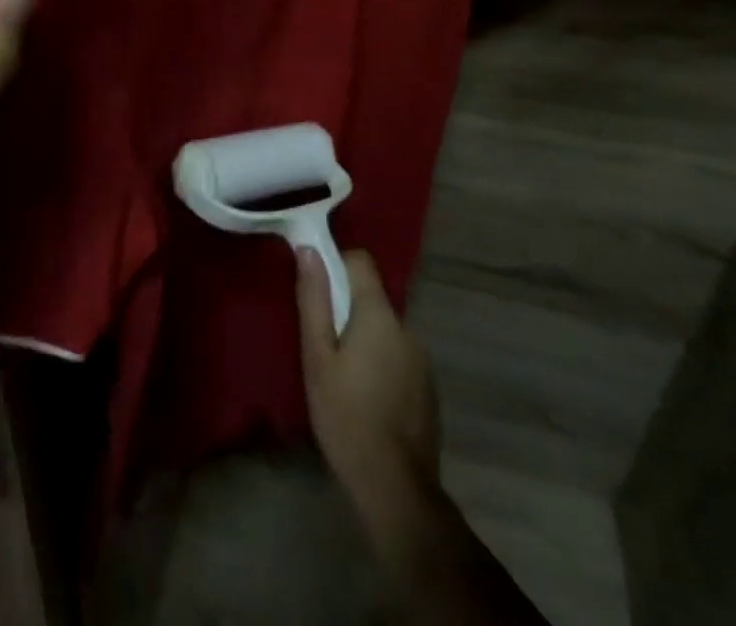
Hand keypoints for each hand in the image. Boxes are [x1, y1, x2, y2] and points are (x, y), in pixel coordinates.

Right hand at [296, 248, 441, 512]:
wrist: (395, 487)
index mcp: (378, 313)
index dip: (336, 264)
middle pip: (371, 297)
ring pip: (384, 329)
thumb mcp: (318, 357)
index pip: (360, 261)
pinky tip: (366, 398)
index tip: (316, 290)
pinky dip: (380, 363)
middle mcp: (406, 326)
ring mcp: (421, 358)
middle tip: (321, 343)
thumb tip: (308, 249)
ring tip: (341, 376)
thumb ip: (314, 300)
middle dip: (346, 309)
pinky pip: (397, 356)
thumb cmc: (346, 415)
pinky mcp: (427, 386)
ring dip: (364, 338)